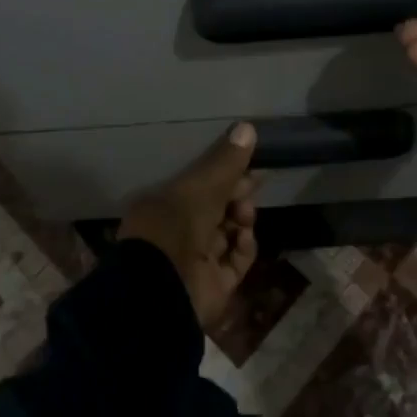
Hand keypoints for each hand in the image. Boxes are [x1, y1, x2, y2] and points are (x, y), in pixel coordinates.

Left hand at [118, 123, 261, 325]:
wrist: (164, 289)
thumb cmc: (174, 226)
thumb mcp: (201, 186)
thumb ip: (225, 161)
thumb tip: (248, 127)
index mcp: (164, 206)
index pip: (199, 185)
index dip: (223, 174)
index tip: (247, 163)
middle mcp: (178, 233)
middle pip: (217, 208)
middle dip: (236, 195)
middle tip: (253, 185)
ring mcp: (195, 262)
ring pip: (229, 232)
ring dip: (241, 219)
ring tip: (244, 215)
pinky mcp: (214, 286)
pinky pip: (236, 261)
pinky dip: (244, 248)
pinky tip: (244, 238)